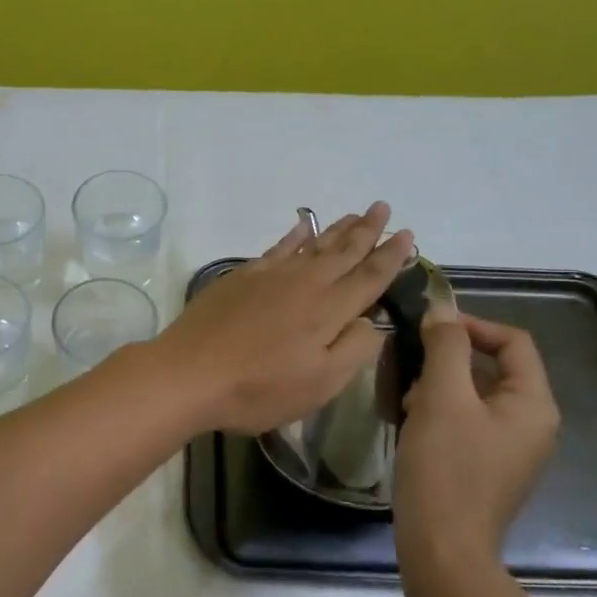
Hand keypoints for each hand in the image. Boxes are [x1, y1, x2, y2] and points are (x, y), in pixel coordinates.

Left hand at [150, 202, 415, 434]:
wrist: (189, 373)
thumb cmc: (258, 389)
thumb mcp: (320, 384)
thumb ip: (354, 349)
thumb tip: (373, 321)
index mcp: (329, 310)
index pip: (369, 277)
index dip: (391, 256)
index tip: (408, 235)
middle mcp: (305, 283)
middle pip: (343, 251)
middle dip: (367, 230)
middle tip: (383, 207)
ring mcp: (271, 276)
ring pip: (313, 244)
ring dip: (337, 229)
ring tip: (355, 214)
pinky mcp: (242, 277)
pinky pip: (278, 247)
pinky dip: (294, 234)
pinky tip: (302, 225)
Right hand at [392, 313, 560, 574]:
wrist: (442, 550)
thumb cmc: (445, 468)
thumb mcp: (442, 397)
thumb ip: (445, 347)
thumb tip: (442, 309)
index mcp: (533, 404)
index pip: (513, 341)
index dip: (472, 325)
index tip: (428, 328)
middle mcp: (532, 424)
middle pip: (493, 368)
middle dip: (448, 360)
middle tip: (410, 367)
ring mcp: (511, 449)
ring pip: (475, 395)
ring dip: (439, 386)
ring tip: (405, 399)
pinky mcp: (488, 468)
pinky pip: (467, 422)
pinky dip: (440, 413)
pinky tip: (410, 424)